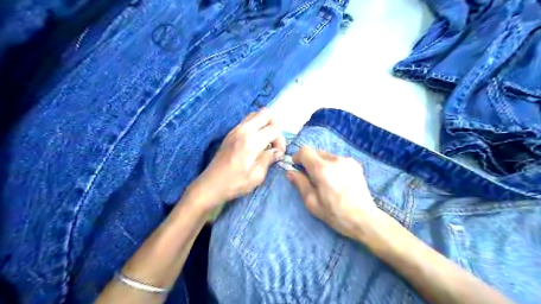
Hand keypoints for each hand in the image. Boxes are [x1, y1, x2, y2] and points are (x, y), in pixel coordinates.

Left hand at [189, 109, 284, 211]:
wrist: (211, 185)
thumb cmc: (235, 183)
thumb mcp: (257, 175)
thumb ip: (269, 159)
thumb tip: (277, 152)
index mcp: (252, 141)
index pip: (274, 129)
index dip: (280, 141)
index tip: (278, 154)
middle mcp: (244, 130)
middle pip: (265, 113)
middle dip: (274, 125)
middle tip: (273, 142)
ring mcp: (235, 130)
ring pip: (255, 114)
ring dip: (264, 124)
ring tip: (265, 141)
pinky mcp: (230, 133)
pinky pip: (247, 121)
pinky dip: (255, 126)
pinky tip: (255, 142)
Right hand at [289, 147, 382, 238]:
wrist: (365, 219)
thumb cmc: (335, 214)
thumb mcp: (312, 203)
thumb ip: (300, 184)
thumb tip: (289, 172)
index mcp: (322, 170)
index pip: (305, 150)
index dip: (298, 157)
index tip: (297, 166)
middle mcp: (335, 160)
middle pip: (316, 151)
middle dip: (309, 161)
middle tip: (311, 177)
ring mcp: (347, 160)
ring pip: (326, 155)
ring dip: (321, 163)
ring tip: (326, 180)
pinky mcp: (355, 164)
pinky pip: (337, 159)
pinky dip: (332, 166)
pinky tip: (337, 180)